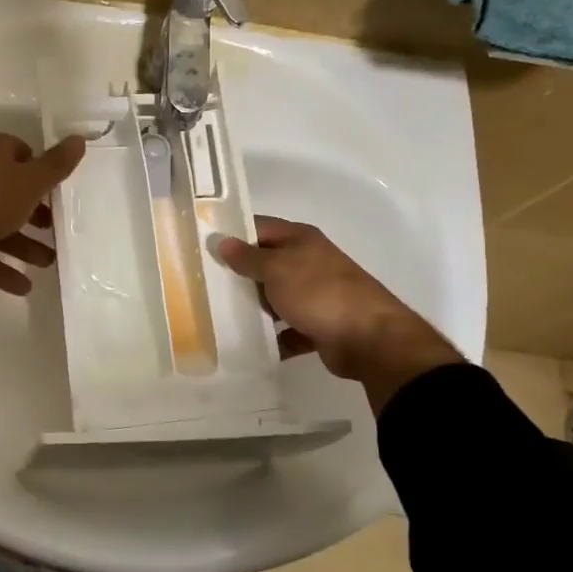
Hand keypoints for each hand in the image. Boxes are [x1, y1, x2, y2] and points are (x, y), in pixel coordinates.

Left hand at [0, 133, 84, 294]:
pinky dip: (2, 269)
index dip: (37, 164)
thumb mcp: (28, 181)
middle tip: (56, 226)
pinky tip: (24, 287)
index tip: (56, 183)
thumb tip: (79, 138)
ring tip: (49, 262)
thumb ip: (55, 165)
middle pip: (10, 192)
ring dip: (23, 244)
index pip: (17, 151)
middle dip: (34, 210)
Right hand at [211, 216, 461, 413]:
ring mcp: (315, 295)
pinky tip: (247, 344)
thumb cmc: (319, 292)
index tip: (202, 245)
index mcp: (300, 239)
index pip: (259, 227)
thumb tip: (221, 241)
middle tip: (202, 284)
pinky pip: (287, 329)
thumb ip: (247, 257)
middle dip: (238, 274)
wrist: (369, 338)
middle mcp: (308, 262)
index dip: (233, 233)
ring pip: (275, 297)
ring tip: (217, 315)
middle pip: (266, 263)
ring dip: (253, 307)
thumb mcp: (277, 269)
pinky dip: (272, 336)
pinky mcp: (318, 325)